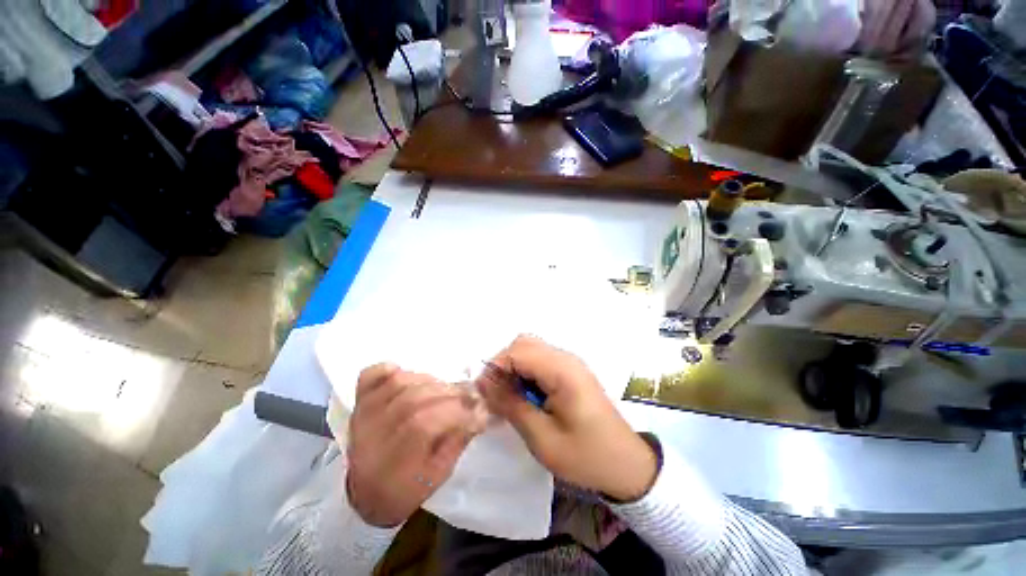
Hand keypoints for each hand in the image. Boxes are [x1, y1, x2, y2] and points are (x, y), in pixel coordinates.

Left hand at [346, 364, 485, 526]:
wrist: (366, 493)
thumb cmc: (407, 488)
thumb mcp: (438, 475)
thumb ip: (458, 441)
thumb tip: (479, 411)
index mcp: (392, 463)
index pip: (424, 425)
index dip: (456, 413)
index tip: (479, 410)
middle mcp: (373, 434)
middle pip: (413, 399)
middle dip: (449, 394)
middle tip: (467, 397)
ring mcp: (364, 414)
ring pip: (400, 382)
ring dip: (430, 381)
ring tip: (444, 391)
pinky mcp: (360, 401)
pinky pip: (371, 375)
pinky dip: (389, 369)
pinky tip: (404, 375)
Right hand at [477, 335, 657, 501]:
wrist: (627, 463)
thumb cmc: (586, 455)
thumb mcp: (543, 438)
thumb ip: (512, 405)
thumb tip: (484, 384)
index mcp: (562, 371)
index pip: (518, 351)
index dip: (495, 367)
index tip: (483, 392)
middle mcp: (566, 358)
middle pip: (524, 343)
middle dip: (503, 364)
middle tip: (495, 394)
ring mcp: (570, 362)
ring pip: (531, 349)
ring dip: (514, 367)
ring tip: (509, 397)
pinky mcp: (571, 370)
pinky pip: (541, 360)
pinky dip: (526, 371)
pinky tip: (526, 396)